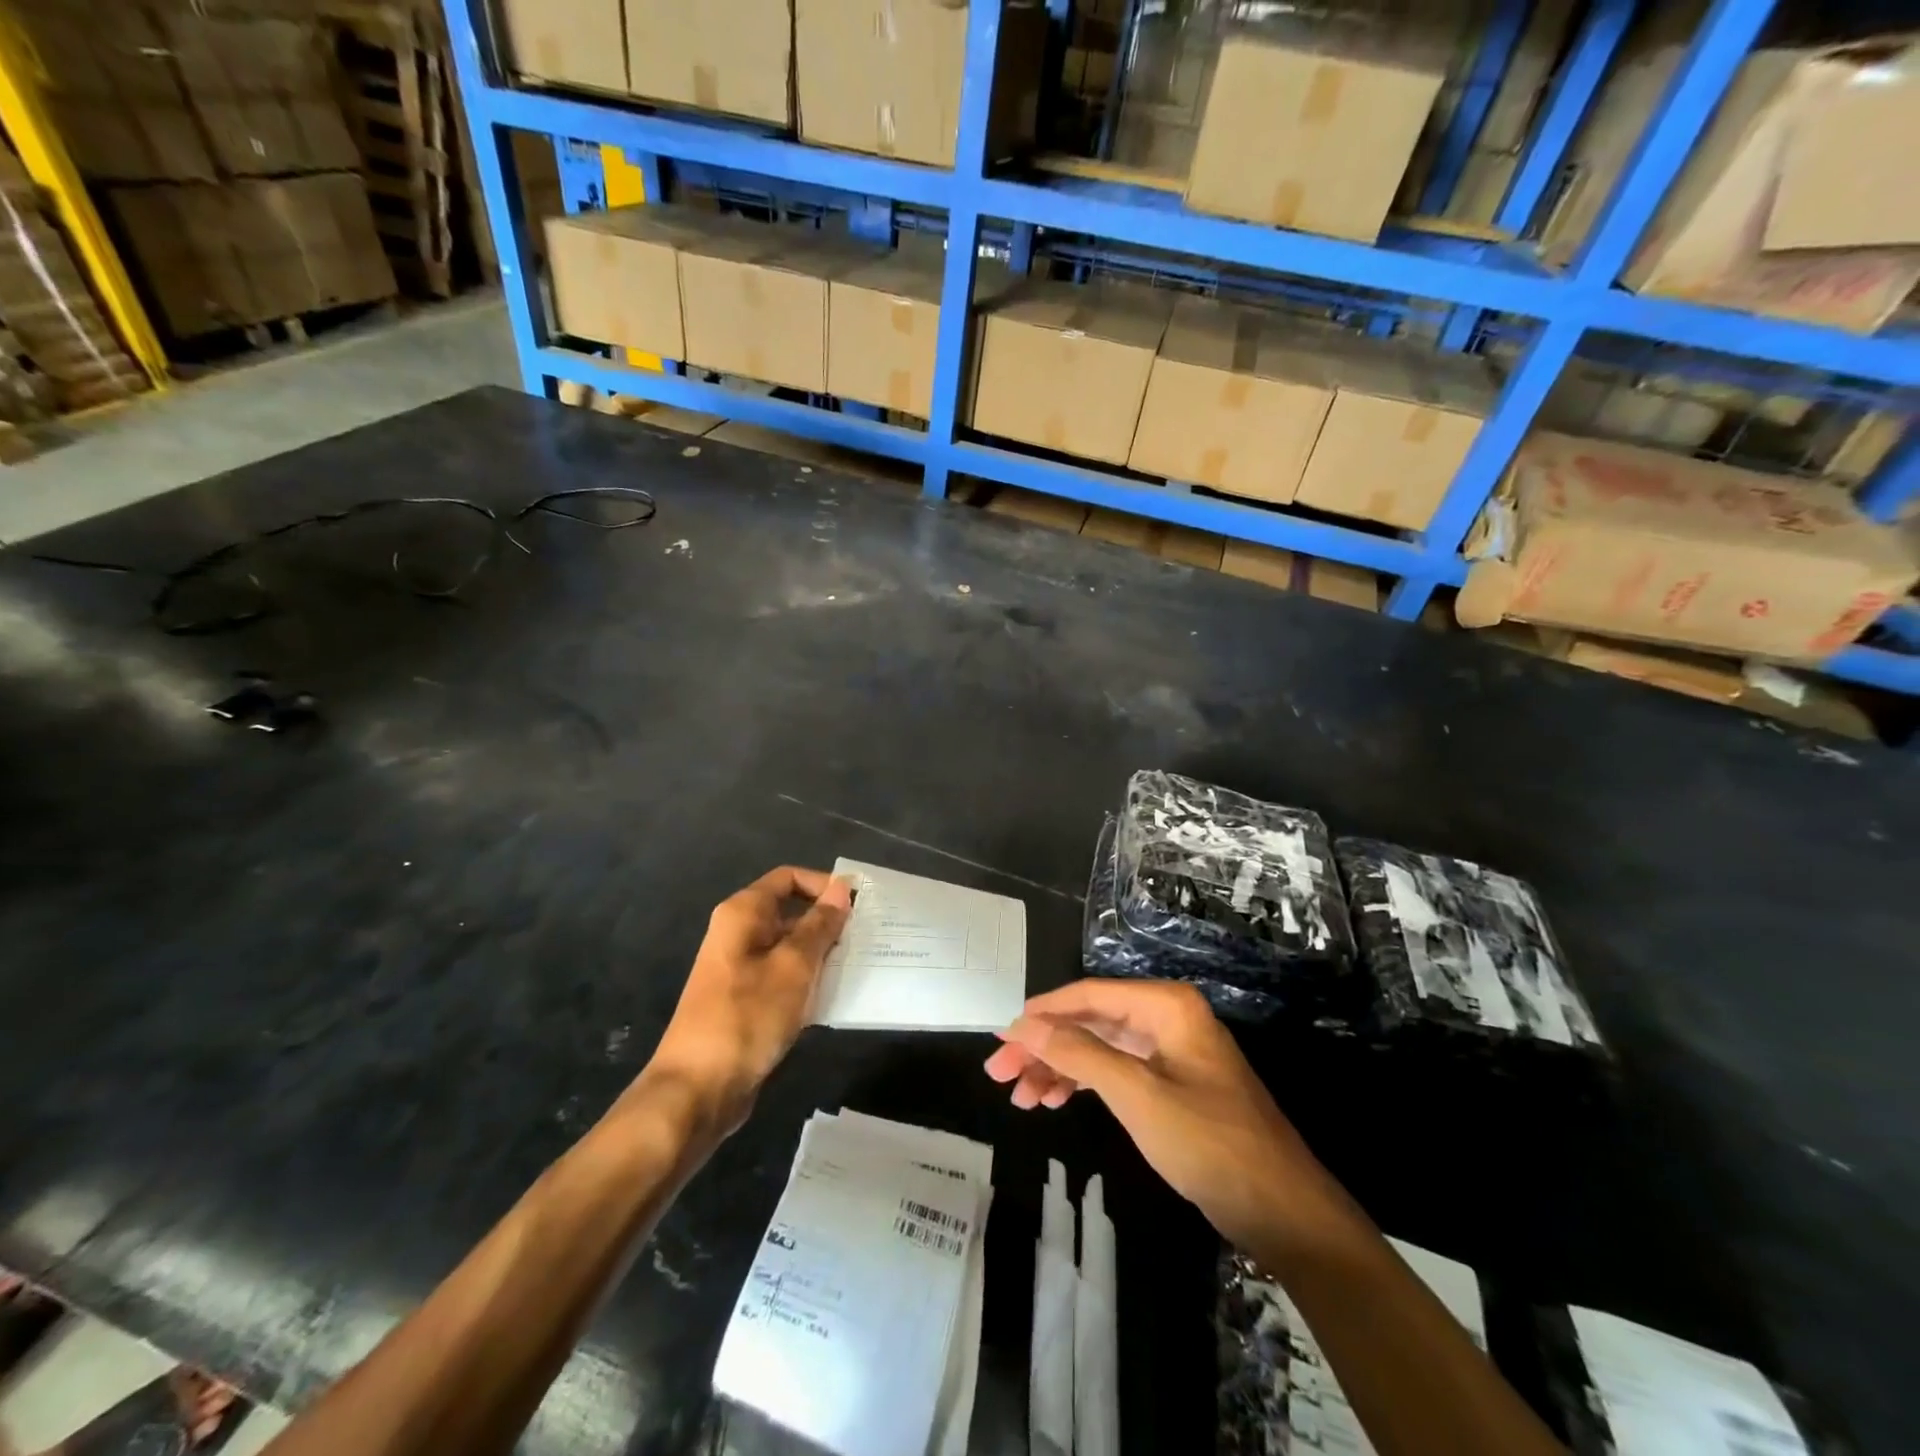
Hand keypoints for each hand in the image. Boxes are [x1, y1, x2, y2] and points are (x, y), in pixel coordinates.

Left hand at [641, 866, 852, 1133]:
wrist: (697, 1090)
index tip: (858, 906)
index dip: (824, 886)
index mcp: (743, 914)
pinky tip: (835, 998)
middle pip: (791, 912)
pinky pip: (784, 979)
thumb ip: (820, 926)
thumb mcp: (793, 966)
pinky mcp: (746, 1002)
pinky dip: (808, 983)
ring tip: (859, 967)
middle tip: (867, 939)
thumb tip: (841, 888)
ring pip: (791, 949)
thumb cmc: (747, 1017)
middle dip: (828, 924)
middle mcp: (739, 934)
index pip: (789, 878)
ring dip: (822, 956)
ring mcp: (741, 970)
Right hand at [985, 980, 1344, 1251]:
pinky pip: (1115, 1072)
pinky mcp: (1170, 1084)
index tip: (1000, 1035)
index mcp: (1165, 1006)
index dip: (1042, 1013)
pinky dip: (1083, 1085)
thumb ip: (1078, 1053)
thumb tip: (1023, 1023)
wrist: (1283, 1211)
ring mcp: (1170, 1052)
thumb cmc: (1209, 1143)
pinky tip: (1053, 1101)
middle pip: (1090, 1022)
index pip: (1089, 995)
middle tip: (1000, 1074)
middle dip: (1045, 1046)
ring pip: (1099, 1048)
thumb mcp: (1136, 1095)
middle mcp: (1166, 1018)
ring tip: (1020, 1097)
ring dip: (1059, 1068)